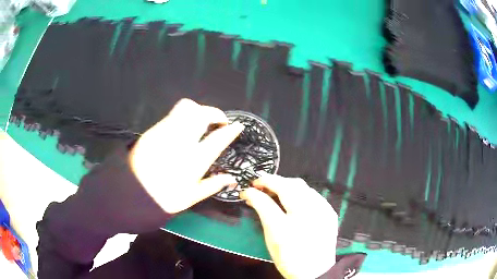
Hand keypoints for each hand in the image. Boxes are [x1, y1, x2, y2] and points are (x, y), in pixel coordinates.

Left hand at [129, 99, 243, 213]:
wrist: (131, 193)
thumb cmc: (163, 198)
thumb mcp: (191, 197)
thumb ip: (212, 185)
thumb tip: (231, 179)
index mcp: (194, 160)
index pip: (218, 139)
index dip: (231, 130)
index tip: (238, 126)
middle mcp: (181, 140)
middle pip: (202, 113)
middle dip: (215, 113)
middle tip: (218, 122)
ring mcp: (165, 132)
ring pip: (186, 107)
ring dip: (198, 111)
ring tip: (200, 122)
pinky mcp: (153, 130)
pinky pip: (172, 114)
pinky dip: (182, 116)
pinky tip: (181, 129)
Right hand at [241, 174, 337, 278]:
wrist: (316, 271)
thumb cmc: (289, 259)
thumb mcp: (271, 240)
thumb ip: (263, 215)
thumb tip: (254, 198)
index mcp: (285, 229)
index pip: (265, 202)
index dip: (254, 192)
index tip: (248, 189)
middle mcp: (305, 216)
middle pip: (286, 186)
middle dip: (270, 181)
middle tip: (260, 184)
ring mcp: (321, 212)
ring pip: (301, 185)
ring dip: (285, 184)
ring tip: (275, 189)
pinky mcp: (330, 212)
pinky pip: (312, 193)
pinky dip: (300, 192)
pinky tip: (293, 198)